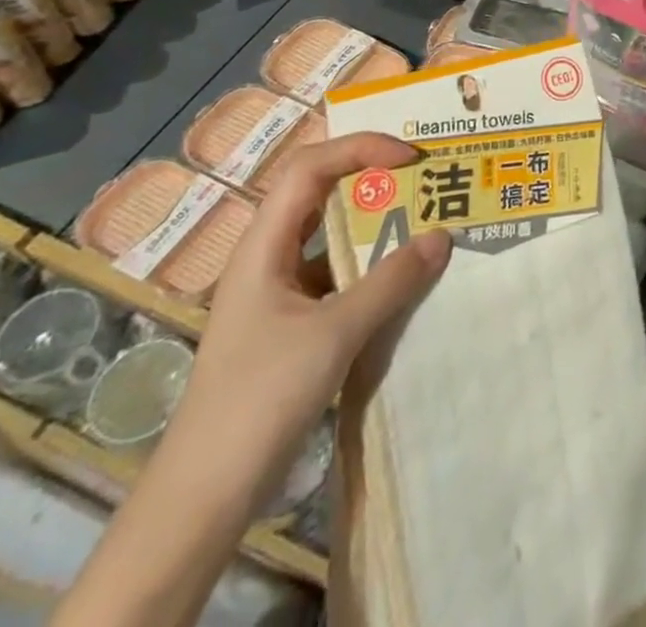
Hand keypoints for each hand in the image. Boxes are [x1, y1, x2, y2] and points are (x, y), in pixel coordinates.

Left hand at [173, 133, 451, 506]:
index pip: (310, 168)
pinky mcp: (291, 324)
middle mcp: (268, 258)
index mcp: (263, 247)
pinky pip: (337, 273)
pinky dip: (372, 264)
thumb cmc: (260, 399)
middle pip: (320, 193)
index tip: (410, 157)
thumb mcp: (333, 334)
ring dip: (376, 222)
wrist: (203, 496)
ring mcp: (278, 292)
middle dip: (373, 177)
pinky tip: (405, 276)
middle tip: (426, 177)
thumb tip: (442, 237)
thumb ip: (391, 282)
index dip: (360, 148)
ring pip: (330, 235)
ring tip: (426, 218)